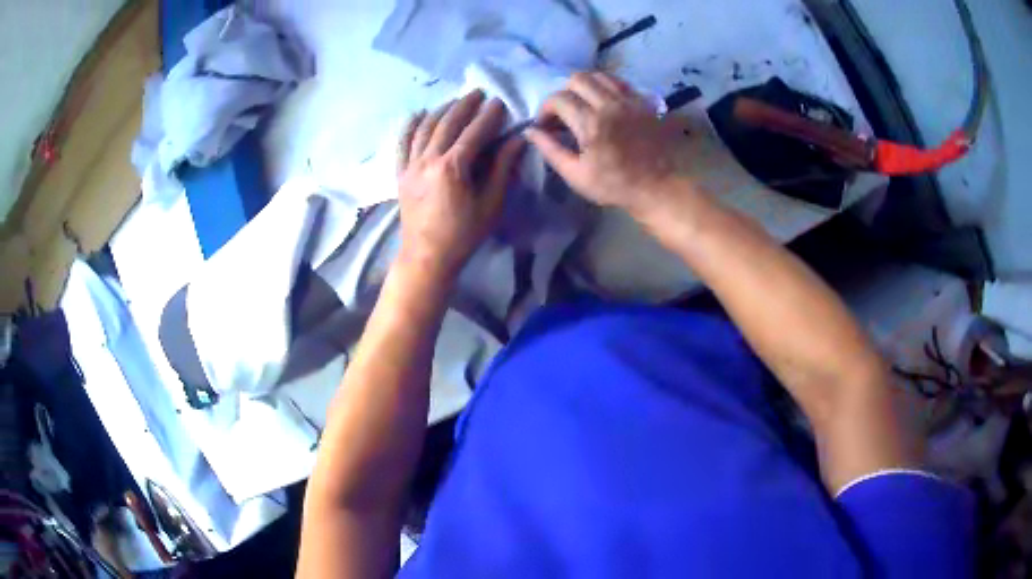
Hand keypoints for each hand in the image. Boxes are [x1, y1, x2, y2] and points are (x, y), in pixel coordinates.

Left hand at [395, 89, 525, 282]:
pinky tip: (418, 114)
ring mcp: (411, 166)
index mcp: (452, 167)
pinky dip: (410, 126)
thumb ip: (501, 169)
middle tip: (477, 93)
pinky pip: (402, 144)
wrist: (426, 257)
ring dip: (441, 111)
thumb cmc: (463, 235)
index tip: (499, 102)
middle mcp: (428, 160)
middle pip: (447, 124)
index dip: (488, 115)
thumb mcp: (490, 204)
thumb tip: (516, 141)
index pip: (474, 132)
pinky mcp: (401, 174)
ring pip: (424, 128)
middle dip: (464, 105)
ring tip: (454, 101)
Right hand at [525, 72, 695, 218]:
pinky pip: (620, 83)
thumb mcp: (577, 175)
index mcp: (591, 123)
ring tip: (583, 105)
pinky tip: (605, 105)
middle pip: (578, 79)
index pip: (559, 99)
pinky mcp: (644, 102)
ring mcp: (630, 100)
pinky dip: (606, 88)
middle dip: (564, 93)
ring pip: (600, 76)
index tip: (545, 125)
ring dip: (585, 87)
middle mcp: (610, 104)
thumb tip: (530, 131)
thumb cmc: (616, 186)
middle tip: (563, 113)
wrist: (660, 187)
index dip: (545, 109)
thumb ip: (551, 150)